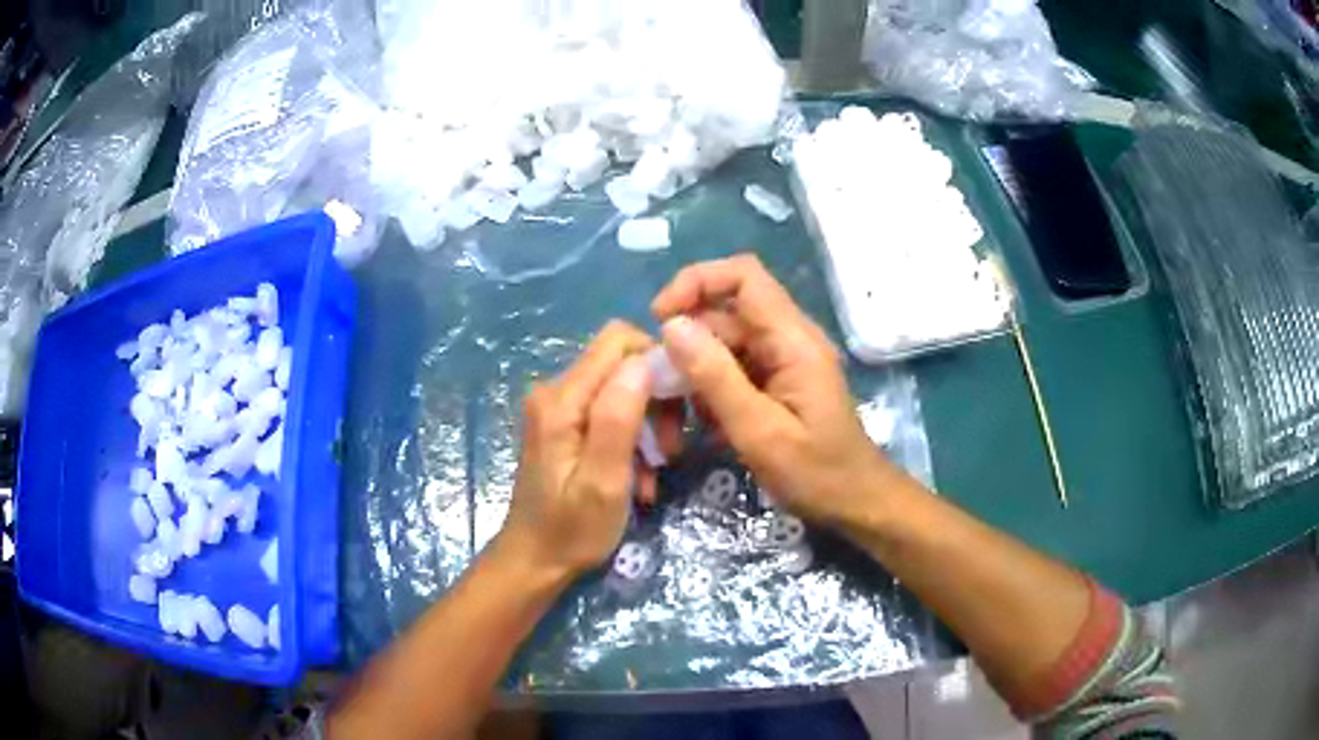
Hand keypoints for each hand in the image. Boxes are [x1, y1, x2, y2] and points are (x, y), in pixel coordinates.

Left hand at [496, 321, 653, 579]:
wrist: (534, 559)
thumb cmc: (572, 530)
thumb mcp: (603, 482)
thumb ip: (618, 418)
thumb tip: (645, 361)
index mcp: (561, 400)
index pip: (619, 340)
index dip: (657, 361)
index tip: (682, 405)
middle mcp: (554, 391)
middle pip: (621, 362)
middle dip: (657, 398)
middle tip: (670, 449)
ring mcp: (556, 407)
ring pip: (620, 387)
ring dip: (647, 424)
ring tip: (654, 470)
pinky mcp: (562, 424)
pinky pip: (608, 411)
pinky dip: (631, 437)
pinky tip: (636, 476)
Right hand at [653, 255, 905, 527]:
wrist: (856, 502)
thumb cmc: (816, 473)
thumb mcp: (760, 432)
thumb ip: (715, 377)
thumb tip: (671, 326)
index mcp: (792, 340)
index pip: (743, 276)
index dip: (696, 282)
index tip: (660, 319)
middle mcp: (788, 338)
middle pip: (725, 313)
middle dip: (687, 343)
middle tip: (660, 388)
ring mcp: (783, 359)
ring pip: (724, 343)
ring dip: (697, 374)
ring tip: (686, 419)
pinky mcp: (777, 381)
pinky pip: (733, 368)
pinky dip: (712, 391)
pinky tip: (709, 426)